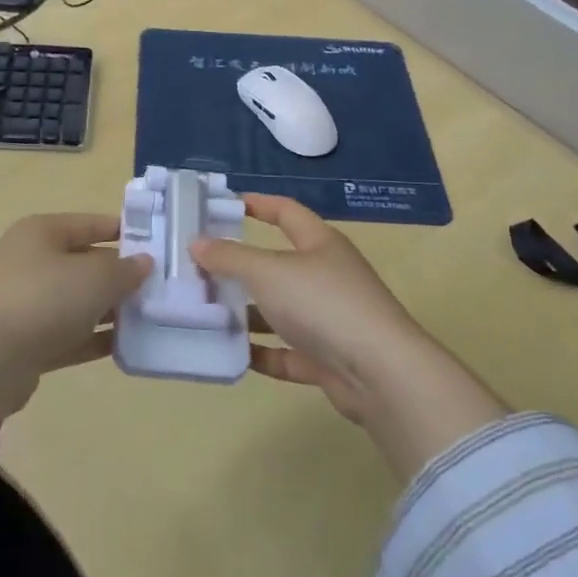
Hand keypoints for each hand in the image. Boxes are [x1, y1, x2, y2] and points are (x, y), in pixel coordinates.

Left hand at [0, 213, 150, 416]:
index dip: (124, 232)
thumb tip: (143, 263)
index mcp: (42, 232)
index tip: (158, 245)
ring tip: (150, 317)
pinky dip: (94, 337)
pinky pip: (70, 333)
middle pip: (85, 262)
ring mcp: (27, 302)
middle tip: (160, 286)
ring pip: (78, 300)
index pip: (91, 224)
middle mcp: (32, 261)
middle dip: (120, 275)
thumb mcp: (95, 278)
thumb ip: (125, 270)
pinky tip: (126, 344)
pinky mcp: (27, 340)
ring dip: (110, 309)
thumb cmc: (44, 299)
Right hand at [192, 195, 508, 480]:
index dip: (258, 203)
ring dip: (248, 312)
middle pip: (279, 264)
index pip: (286, 212)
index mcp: (320, 244)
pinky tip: (233, 354)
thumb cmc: (323, 304)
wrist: (380, 373)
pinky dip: (263, 352)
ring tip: (207, 312)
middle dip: (242, 265)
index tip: (225, 203)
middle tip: (201, 267)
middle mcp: (327, 275)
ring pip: (281, 310)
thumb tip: (197, 243)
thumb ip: (230, 257)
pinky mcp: (328, 358)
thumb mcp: (268, 272)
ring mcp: (330, 318)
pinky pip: (288, 351)